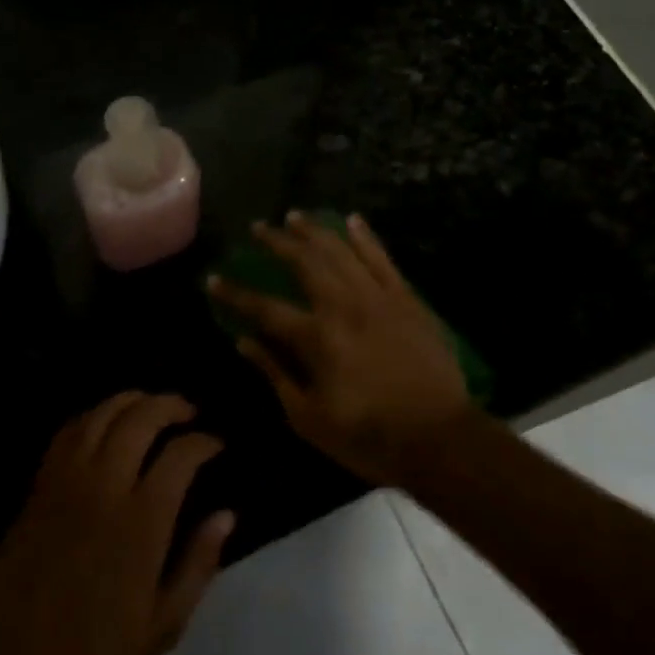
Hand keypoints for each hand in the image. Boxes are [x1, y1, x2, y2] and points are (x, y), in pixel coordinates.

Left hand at [0, 392, 234, 654]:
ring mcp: (68, 480)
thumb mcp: (163, 625)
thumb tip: (226, 514)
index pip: (180, 456)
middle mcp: (105, 487)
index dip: (203, 442)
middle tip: (188, 411)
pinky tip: (106, 421)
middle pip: (141, 419)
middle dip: (170, 404)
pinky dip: (93, 415)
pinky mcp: (42, 482)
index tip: (215, 444)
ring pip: (102, 414)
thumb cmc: (96, 648)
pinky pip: (69, 430)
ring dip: (132, 400)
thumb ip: (198, 565)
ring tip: (151, 405)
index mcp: (141, 522)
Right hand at [208, 212, 478, 486]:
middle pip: (304, 262)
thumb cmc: (370, 437)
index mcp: (317, 338)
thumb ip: (276, 375)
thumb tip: (244, 343)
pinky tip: (352, 220)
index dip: (236, 294)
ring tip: (295, 216)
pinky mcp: (406, 299)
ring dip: (315, 231)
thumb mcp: (310, 419)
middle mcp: (344, 306)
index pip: (265, 308)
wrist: (441, 438)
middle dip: (276, 242)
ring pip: (340, 251)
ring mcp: (378, 297)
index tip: (214, 279)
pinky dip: (365, 237)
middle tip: (258, 228)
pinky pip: (382, 258)